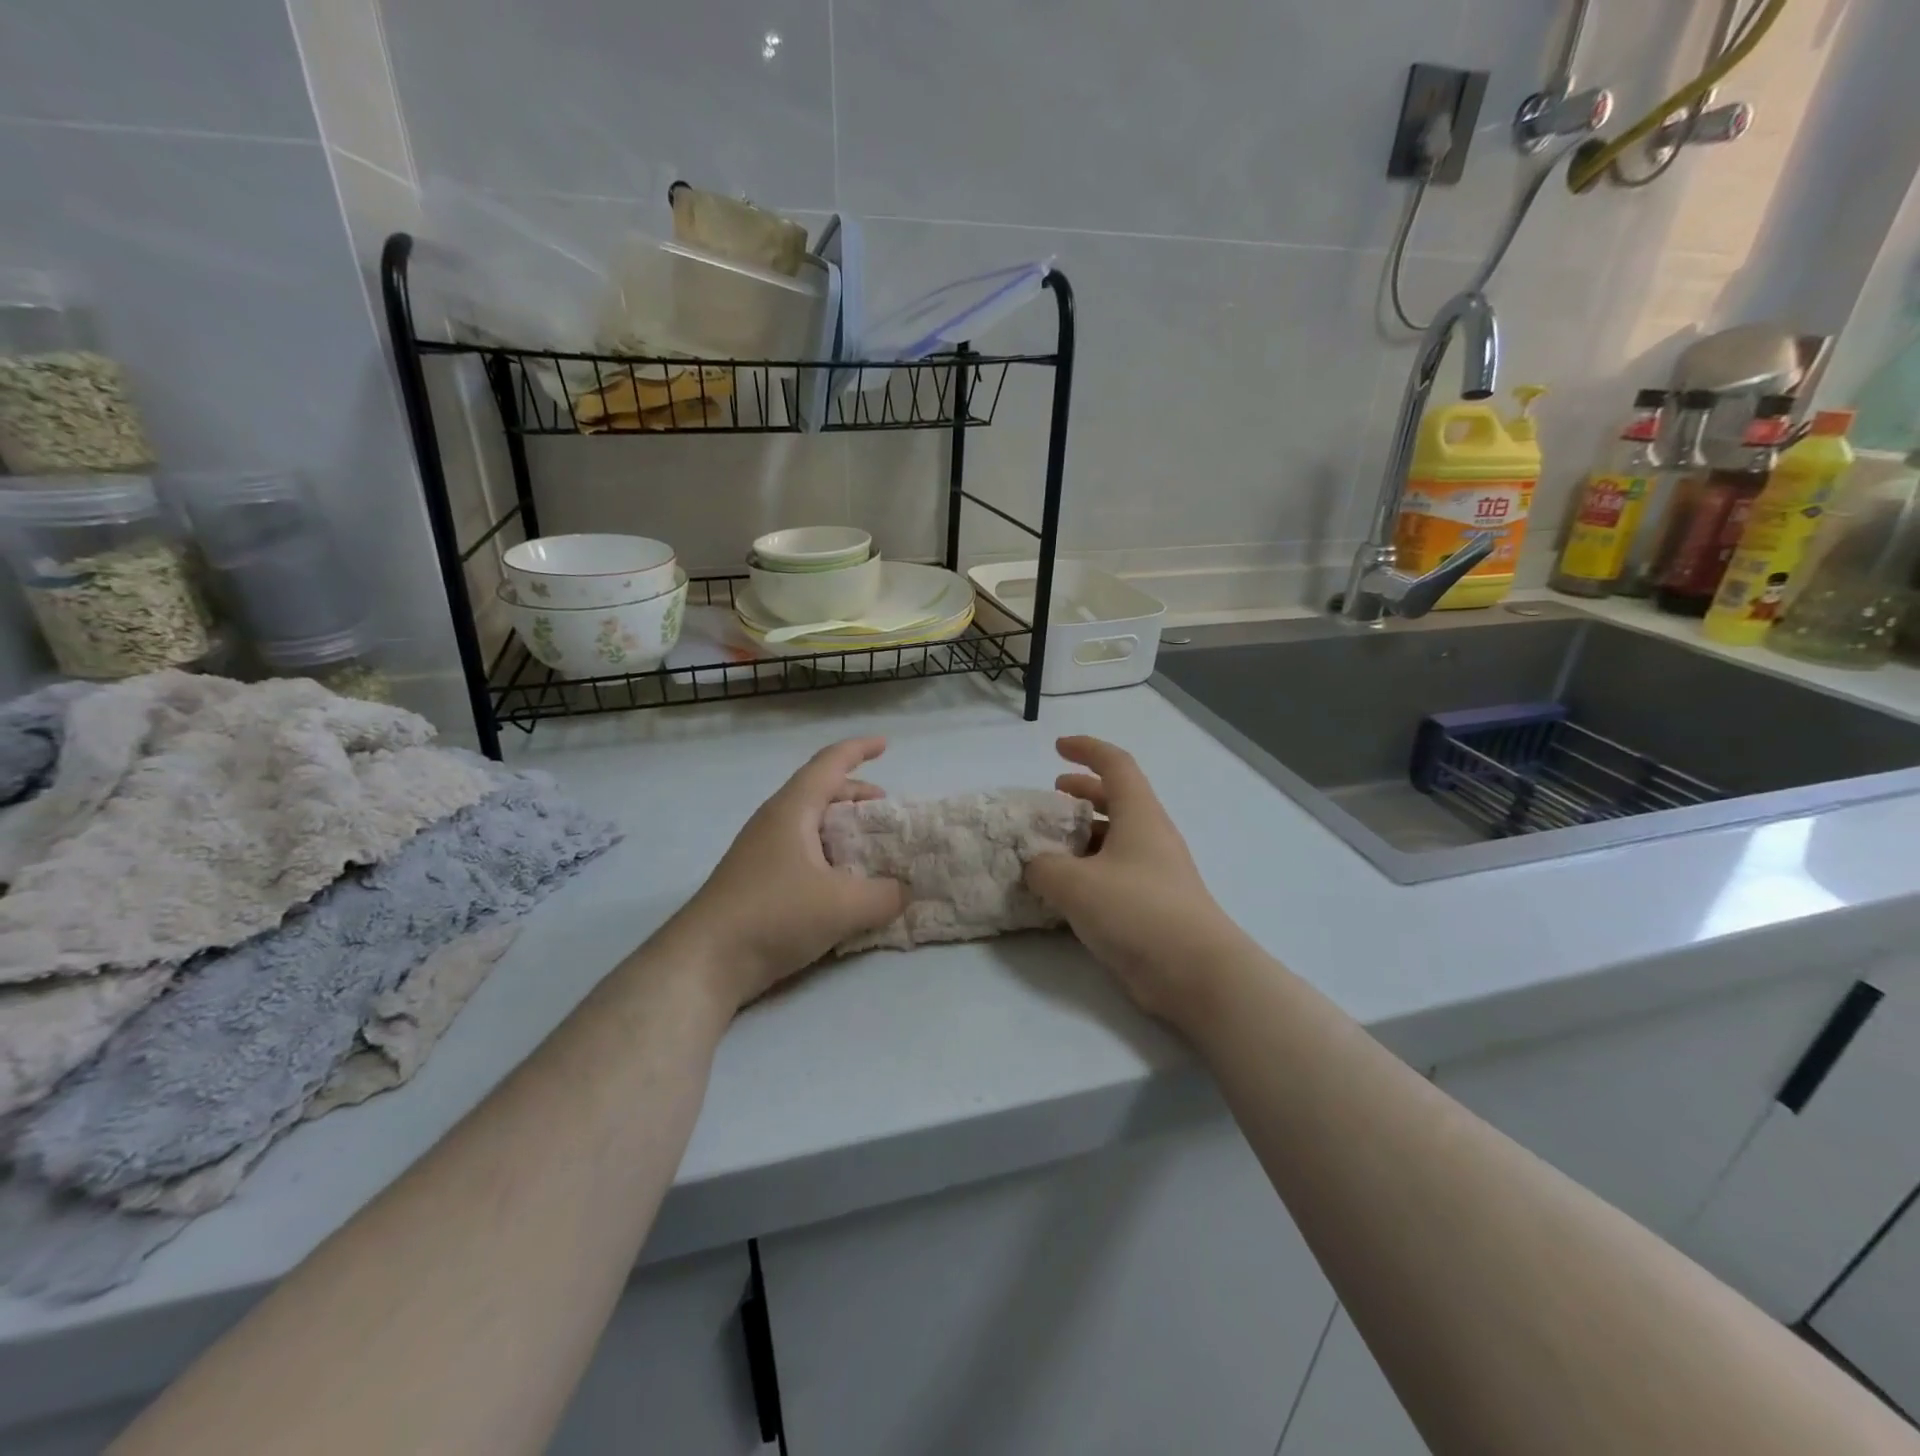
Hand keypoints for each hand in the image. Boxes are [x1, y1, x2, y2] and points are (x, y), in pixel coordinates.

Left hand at [667, 737, 907, 1010]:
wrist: (705, 961)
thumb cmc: (774, 915)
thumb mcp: (843, 906)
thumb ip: (885, 895)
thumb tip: (904, 891)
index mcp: (793, 810)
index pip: (830, 763)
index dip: (859, 750)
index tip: (886, 745)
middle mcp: (775, 822)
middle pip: (820, 791)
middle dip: (856, 794)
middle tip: (886, 809)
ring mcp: (762, 852)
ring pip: (810, 824)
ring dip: (842, 827)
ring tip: (870, 847)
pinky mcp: (757, 881)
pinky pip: (802, 852)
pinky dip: (829, 855)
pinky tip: (843, 884)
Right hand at [1024, 736, 1250, 1025]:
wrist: (1196, 973)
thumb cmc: (1136, 911)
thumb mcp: (1074, 884)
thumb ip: (1044, 867)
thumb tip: (1036, 866)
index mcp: (1140, 815)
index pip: (1115, 764)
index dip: (1087, 749)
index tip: (1057, 747)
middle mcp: (1151, 836)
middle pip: (1118, 799)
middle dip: (1084, 791)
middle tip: (1053, 795)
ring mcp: (1155, 872)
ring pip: (1116, 838)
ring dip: (1084, 834)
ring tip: (1050, 845)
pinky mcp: (1153, 905)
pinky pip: (1116, 873)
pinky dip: (1089, 870)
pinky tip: (1065, 890)